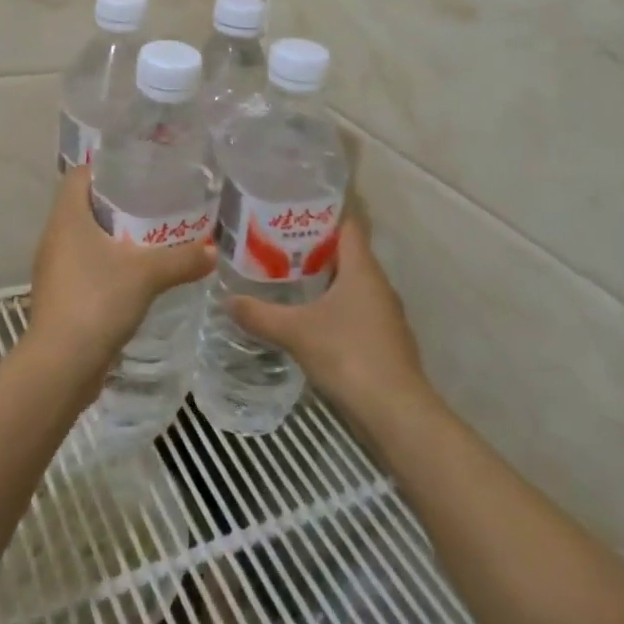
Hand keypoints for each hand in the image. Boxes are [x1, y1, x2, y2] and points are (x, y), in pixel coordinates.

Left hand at [27, 165, 214, 380]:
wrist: (61, 365)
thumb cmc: (97, 300)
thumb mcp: (147, 274)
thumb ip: (182, 259)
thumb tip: (213, 251)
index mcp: (67, 217)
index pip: (79, 175)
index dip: (105, 169)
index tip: (137, 171)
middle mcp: (55, 236)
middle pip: (84, 205)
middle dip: (118, 204)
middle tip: (154, 204)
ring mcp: (54, 268)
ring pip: (84, 238)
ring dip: (113, 237)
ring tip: (150, 238)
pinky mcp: (60, 296)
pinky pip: (84, 266)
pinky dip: (107, 265)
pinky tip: (135, 276)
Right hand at [229, 218, 430, 421]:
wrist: (396, 414)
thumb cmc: (349, 355)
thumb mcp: (296, 332)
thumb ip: (260, 314)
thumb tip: (226, 300)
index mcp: (362, 268)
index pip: (347, 223)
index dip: (322, 212)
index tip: (292, 208)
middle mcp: (378, 283)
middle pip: (346, 252)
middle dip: (314, 246)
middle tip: (277, 242)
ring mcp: (385, 314)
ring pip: (351, 283)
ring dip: (324, 278)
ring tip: (286, 276)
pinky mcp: (384, 341)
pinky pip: (356, 309)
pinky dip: (334, 306)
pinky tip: (309, 317)